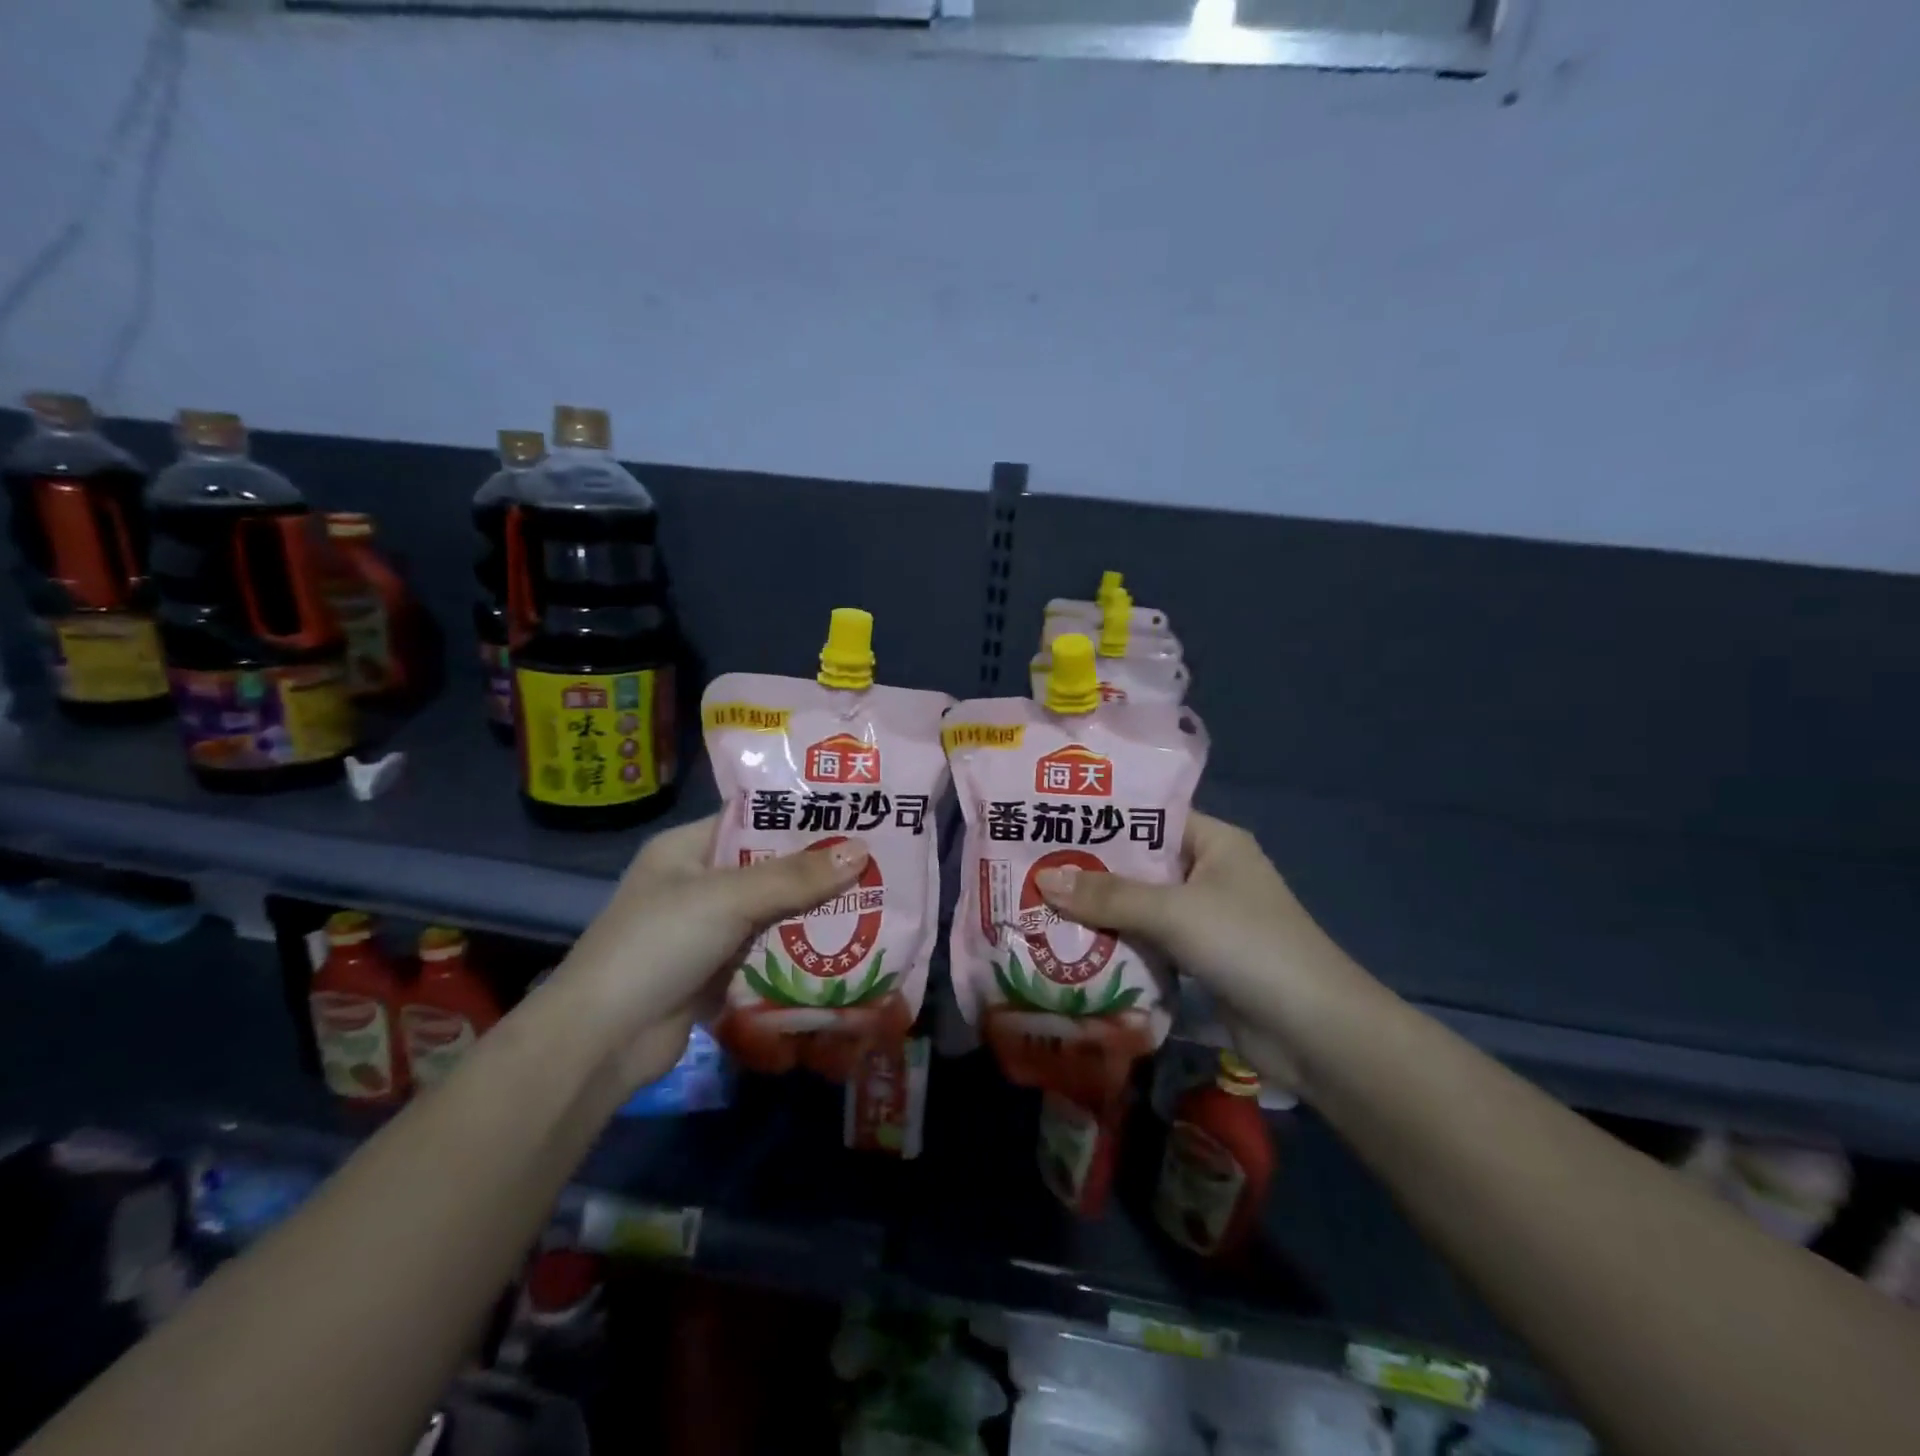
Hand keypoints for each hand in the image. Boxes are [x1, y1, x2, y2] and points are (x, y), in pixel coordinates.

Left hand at [553, 815, 869, 1090]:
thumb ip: (794, 877)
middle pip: (769, 868)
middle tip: (878, 862)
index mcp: (688, 848)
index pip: (753, 819)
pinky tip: (845, 948)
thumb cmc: (658, 945)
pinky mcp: (718, 971)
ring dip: (814, 913)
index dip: (801, 816)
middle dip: (818, 869)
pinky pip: (769, 951)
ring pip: (773, 912)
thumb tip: (861, 851)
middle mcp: (699, 883)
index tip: (854, 813)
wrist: (601, 1042)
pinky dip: (800, 951)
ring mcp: (707, 930)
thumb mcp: (728, 898)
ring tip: (875, 901)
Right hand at [1035, 812, 1367, 1090]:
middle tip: (1030, 866)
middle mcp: (1209, 873)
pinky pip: (1148, 942)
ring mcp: (1205, 919)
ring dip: (1098, 912)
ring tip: (1037, 903)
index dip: (1102, 818)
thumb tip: (1043, 879)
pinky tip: (1071, 946)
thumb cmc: (1249, 946)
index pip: (1149, 816)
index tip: (1050, 821)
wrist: (1317, 1033)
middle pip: (1139, 864)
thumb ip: (1109, 896)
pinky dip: (1117, 944)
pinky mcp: (1200, 960)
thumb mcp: (1175, 912)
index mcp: (1214, 842)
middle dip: (1090, 870)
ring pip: (1140, 906)